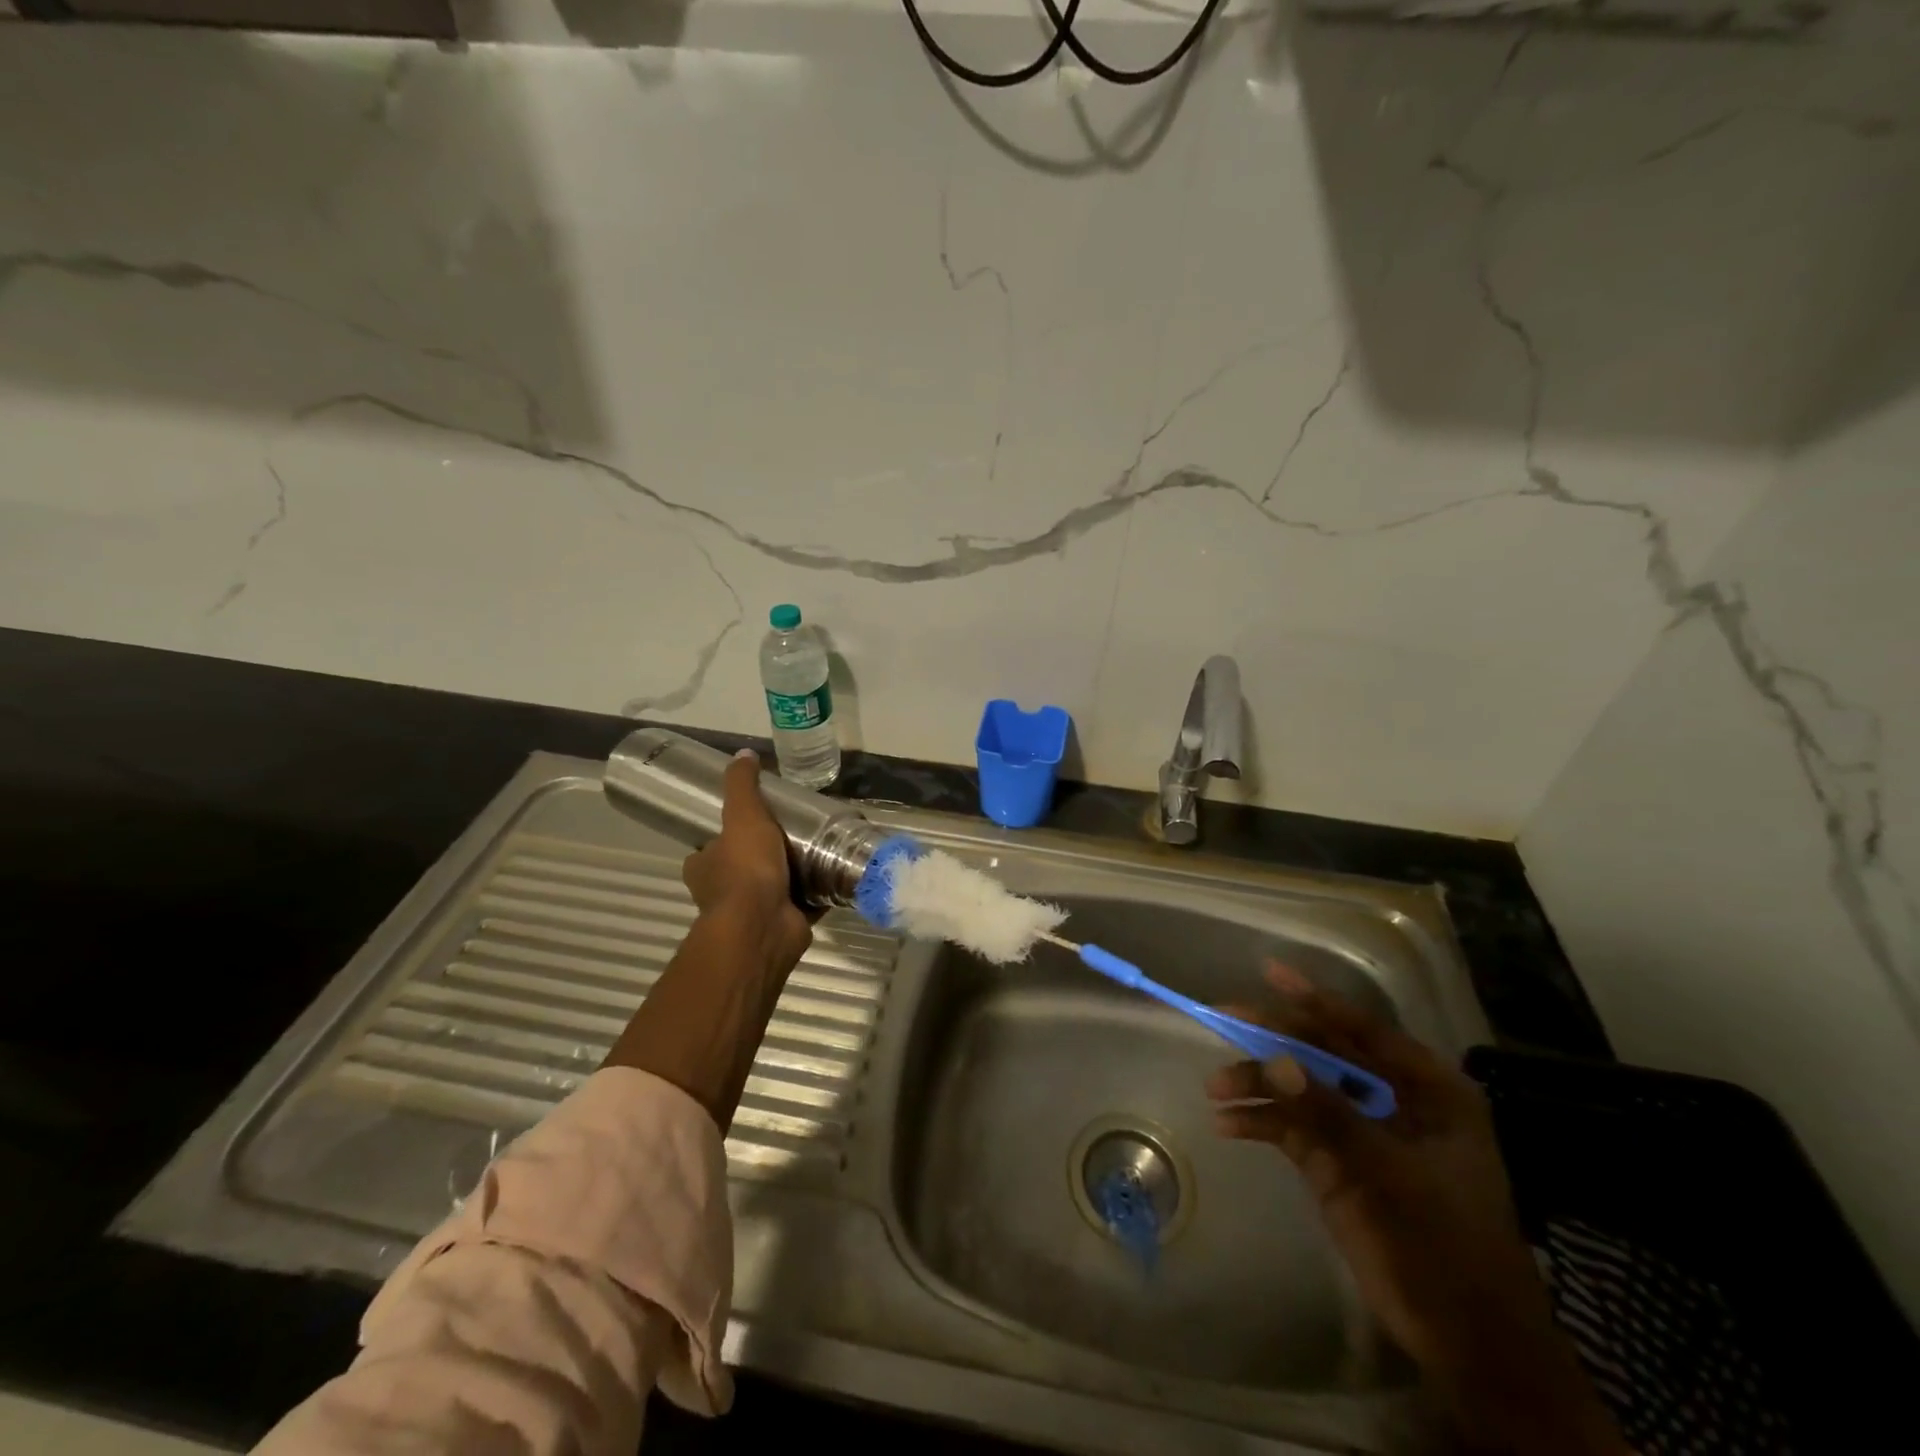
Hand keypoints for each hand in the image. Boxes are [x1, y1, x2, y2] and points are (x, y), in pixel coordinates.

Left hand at [680, 750, 811, 977]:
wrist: (763, 925)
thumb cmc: (745, 869)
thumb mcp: (742, 815)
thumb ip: (742, 786)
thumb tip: (743, 753)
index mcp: (704, 867)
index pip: (710, 847)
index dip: (726, 836)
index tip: (753, 821)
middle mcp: (724, 892)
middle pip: (743, 867)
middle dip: (765, 855)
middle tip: (795, 831)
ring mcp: (754, 912)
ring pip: (775, 887)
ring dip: (794, 874)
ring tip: (822, 848)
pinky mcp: (785, 923)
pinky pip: (805, 903)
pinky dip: (819, 893)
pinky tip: (838, 874)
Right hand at [1207, 962, 1625, 1453]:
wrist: (1465, 1342)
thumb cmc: (1446, 1249)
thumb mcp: (1391, 1177)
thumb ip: (1331, 1115)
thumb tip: (1276, 1059)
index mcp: (1429, 1091)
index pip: (1365, 1032)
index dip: (1316, 1001)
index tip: (1270, 973)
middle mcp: (1392, 1100)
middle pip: (1324, 1053)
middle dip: (1274, 1040)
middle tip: (1225, 1021)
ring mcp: (1361, 1130)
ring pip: (1300, 1088)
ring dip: (1258, 1085)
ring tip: (1216, 1088)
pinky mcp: (1335, 1161)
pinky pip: (1290, 1127)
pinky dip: (1260, 1122)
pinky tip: (1228, 1125)